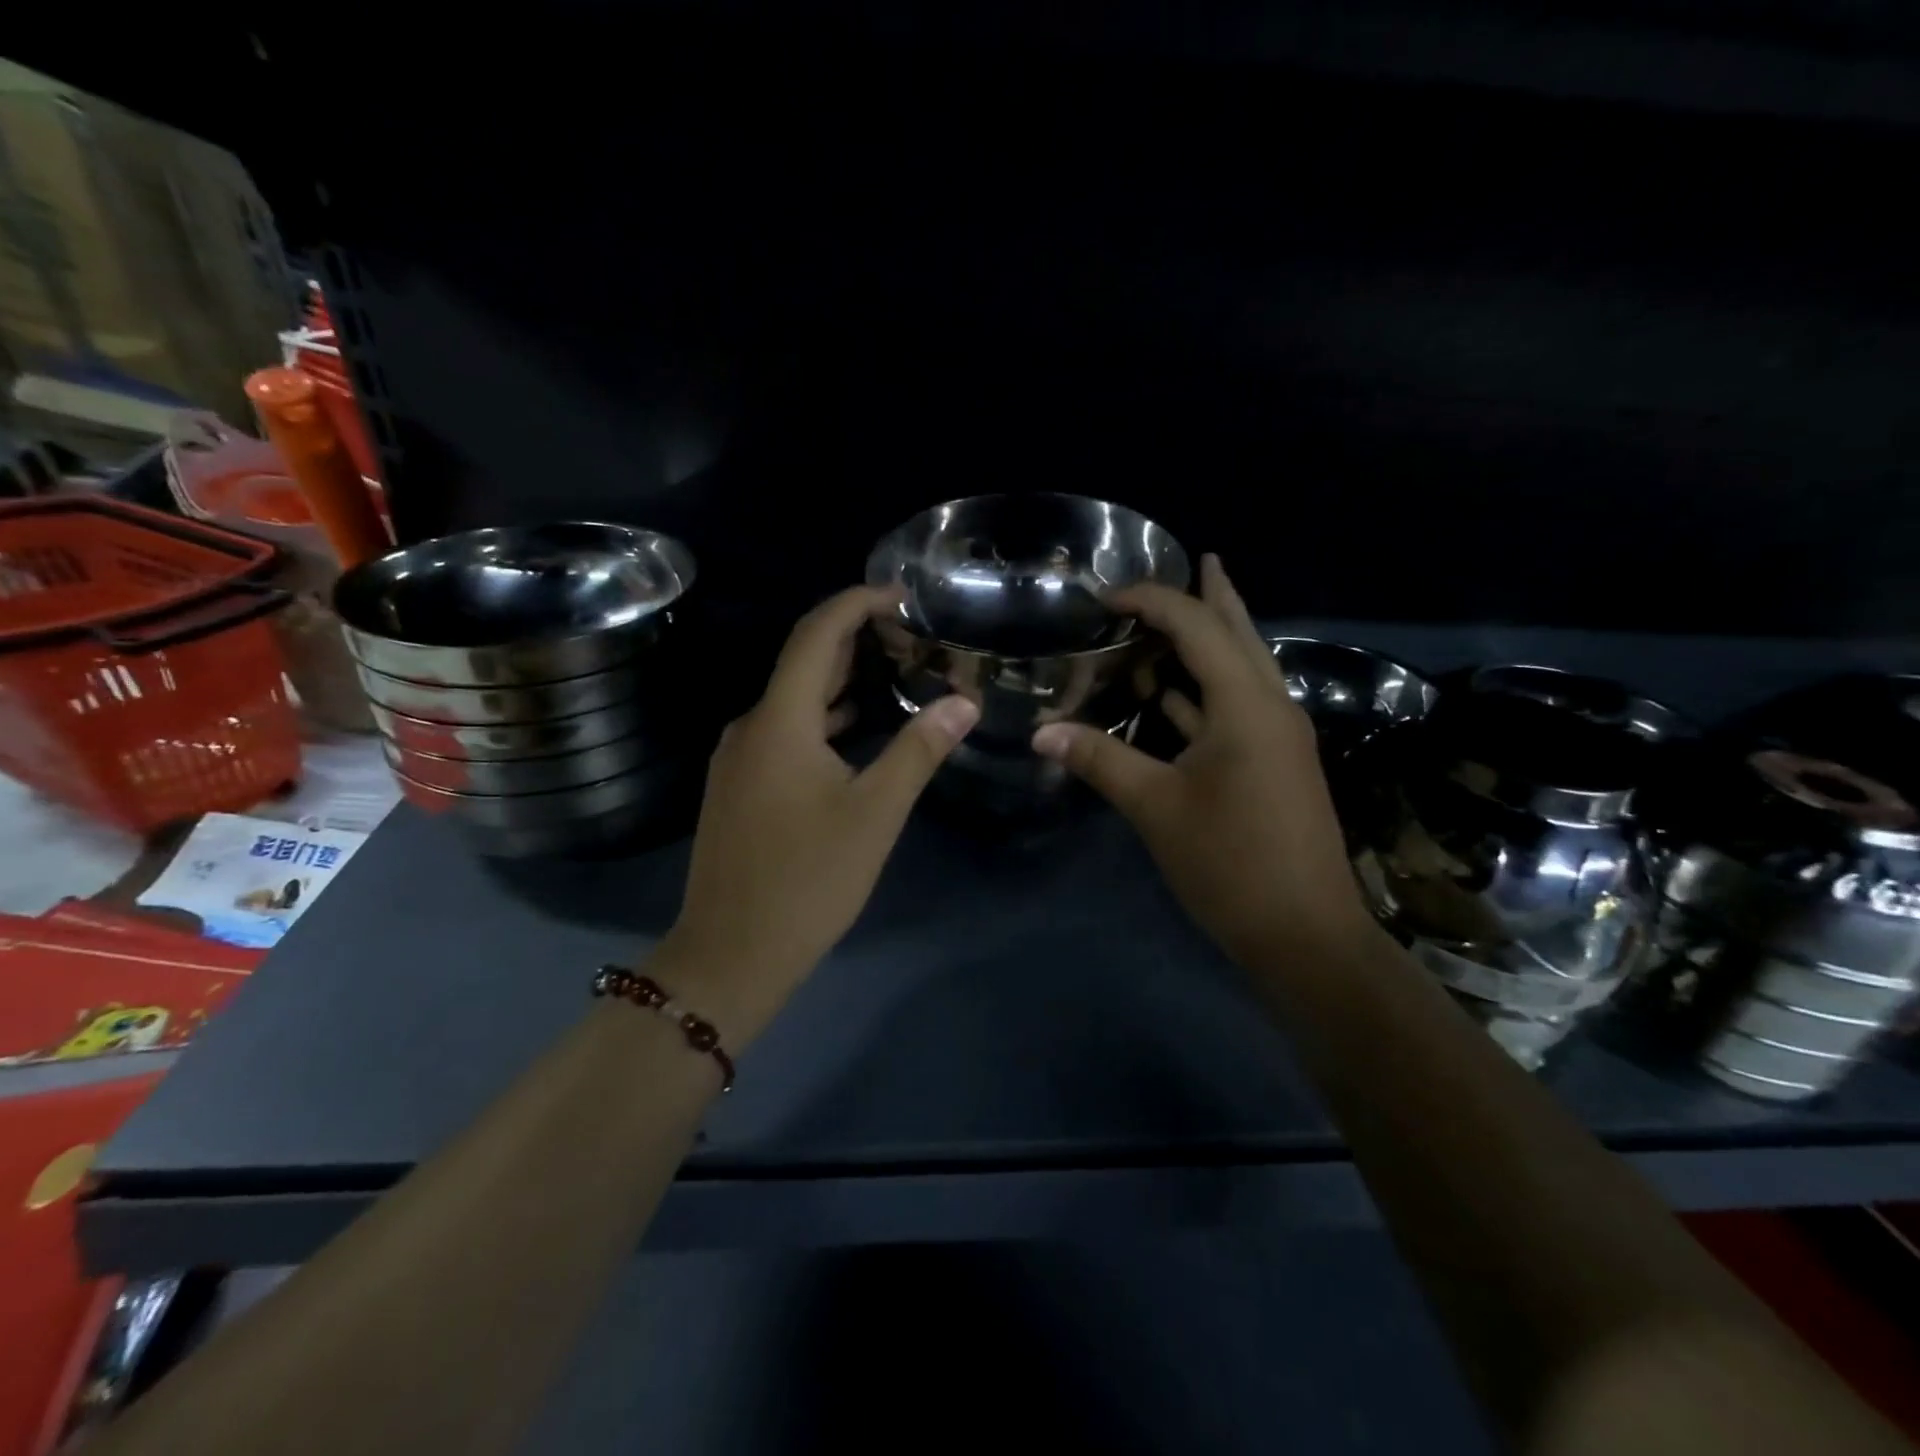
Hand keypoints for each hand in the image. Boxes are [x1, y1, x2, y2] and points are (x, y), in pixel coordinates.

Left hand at [658, 587, 978, 1038]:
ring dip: (841, 679)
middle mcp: (751, 726)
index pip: (815, 634)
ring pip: (794, 698)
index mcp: (779, 720)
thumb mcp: (875, 814)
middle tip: (912, 635)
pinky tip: (856, 728)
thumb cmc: (808, 880)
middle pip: (803, 661)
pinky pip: (784, 729)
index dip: (857, 603)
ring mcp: (739, 757)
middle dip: (855, 638)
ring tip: (895, 672)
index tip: (902, 595)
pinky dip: (823, 716)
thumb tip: (964, 703)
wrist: (731, 953)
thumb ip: (918, 751)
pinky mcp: (740, 785)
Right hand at [1032, 555, 1373, 968]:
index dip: (1153, 601)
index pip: (1198, 627)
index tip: (1106, 596)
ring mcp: (1278, 736)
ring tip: (1180, 616)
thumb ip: (1099, 761)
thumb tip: (1041, 734)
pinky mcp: (1274, 763)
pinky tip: (1175, 694)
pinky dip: (1206, 690)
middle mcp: (1271, 706)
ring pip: (1243, 669)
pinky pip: (1238, 706)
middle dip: (1214, 596)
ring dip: (1213, 640)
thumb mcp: (1156, 807)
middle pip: (1240, 634)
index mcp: (1247, 704)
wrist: (1305, 934)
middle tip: (1198, 559)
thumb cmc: (1231, 863)